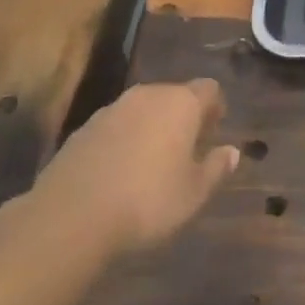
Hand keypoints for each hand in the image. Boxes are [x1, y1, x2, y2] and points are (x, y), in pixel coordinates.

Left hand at [32, 80, 240, 255]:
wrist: (72, 215)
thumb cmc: (147, 201)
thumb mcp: (193, 193)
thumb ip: (216, 168)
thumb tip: (232, 151)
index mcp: (181, 103)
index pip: (208, 89)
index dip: (214, 108)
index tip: (213, 133)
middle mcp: (148, 95)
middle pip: (174, 96)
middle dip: (182, 118)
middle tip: (186, 151)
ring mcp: (112, 109)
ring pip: (142, 110)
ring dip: (151, 128)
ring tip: (151, 164)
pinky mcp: (84, 128)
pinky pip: (115, 127)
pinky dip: (123, 141)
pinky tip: (119, 173)